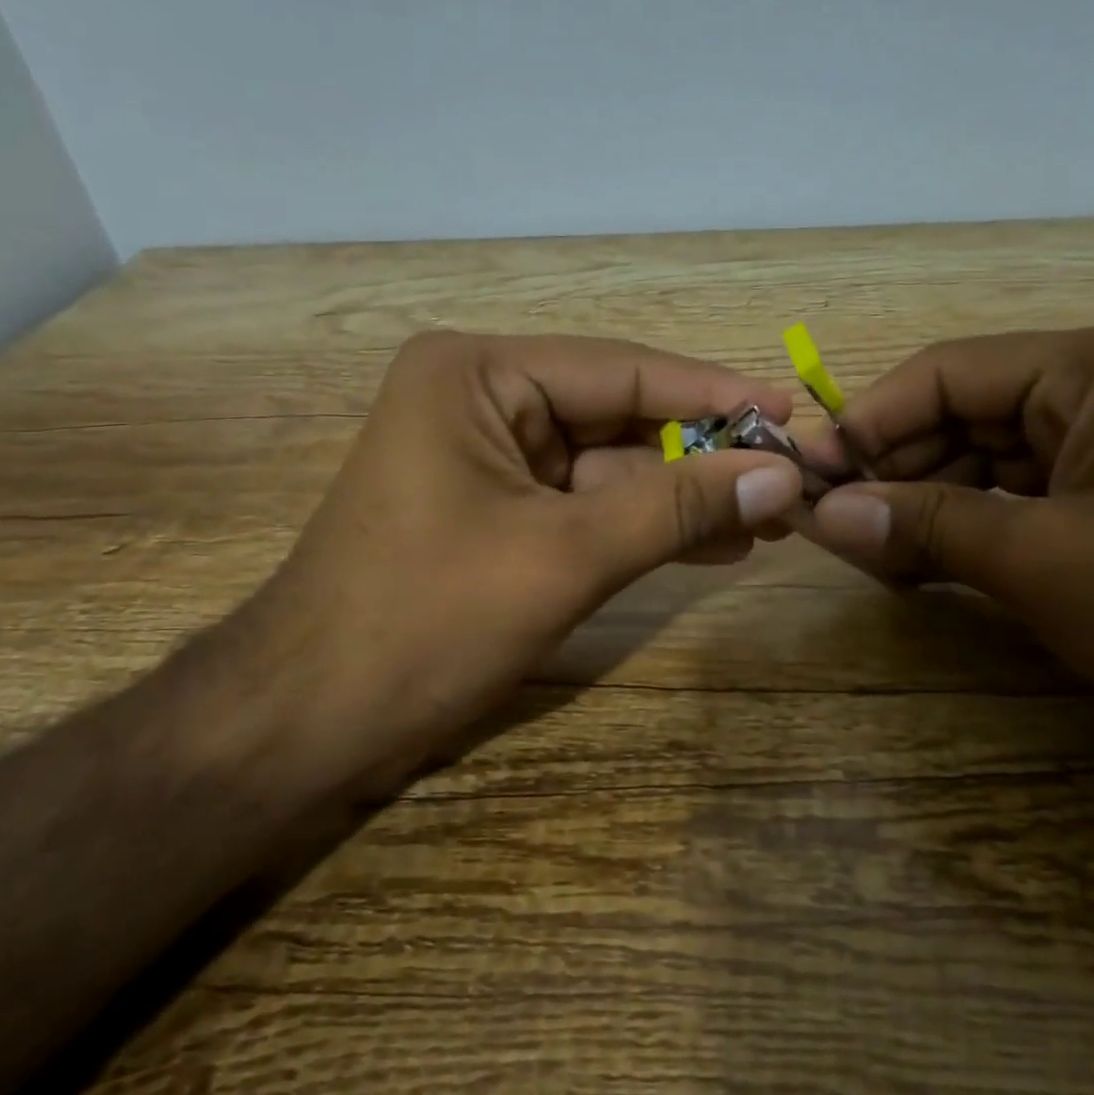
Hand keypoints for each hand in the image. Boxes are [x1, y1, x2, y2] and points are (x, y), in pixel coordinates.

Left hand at [236, 331, 805, 788]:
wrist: (305, 724)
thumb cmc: (424, 622)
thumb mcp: (564, 557)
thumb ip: (676, 507)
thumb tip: (782, 475)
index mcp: (478, 374)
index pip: (622, 370)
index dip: (712, 393)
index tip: (788, 412)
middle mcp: (481, 397)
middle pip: (619, 416)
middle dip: (702, 454)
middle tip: (787, 477)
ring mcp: (487, 456)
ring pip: (609, 466)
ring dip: (682, 495)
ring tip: (767, 519)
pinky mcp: (494, 509)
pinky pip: (585, 504)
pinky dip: (643, 524)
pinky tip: (713, 542)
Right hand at [803, 325, 1093, 777]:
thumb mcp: (1044, 559)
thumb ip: (925, 524)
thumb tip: (822, 513)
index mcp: (1091, 369)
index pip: (945, 372)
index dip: (868, 420)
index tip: (809, 473)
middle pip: (958, 414)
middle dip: (891, 466)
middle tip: (824, 519)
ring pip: (978, 461)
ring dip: (918, 501)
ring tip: (859, 547)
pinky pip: (1009, 503)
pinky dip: (958, 529)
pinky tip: (911, 562)